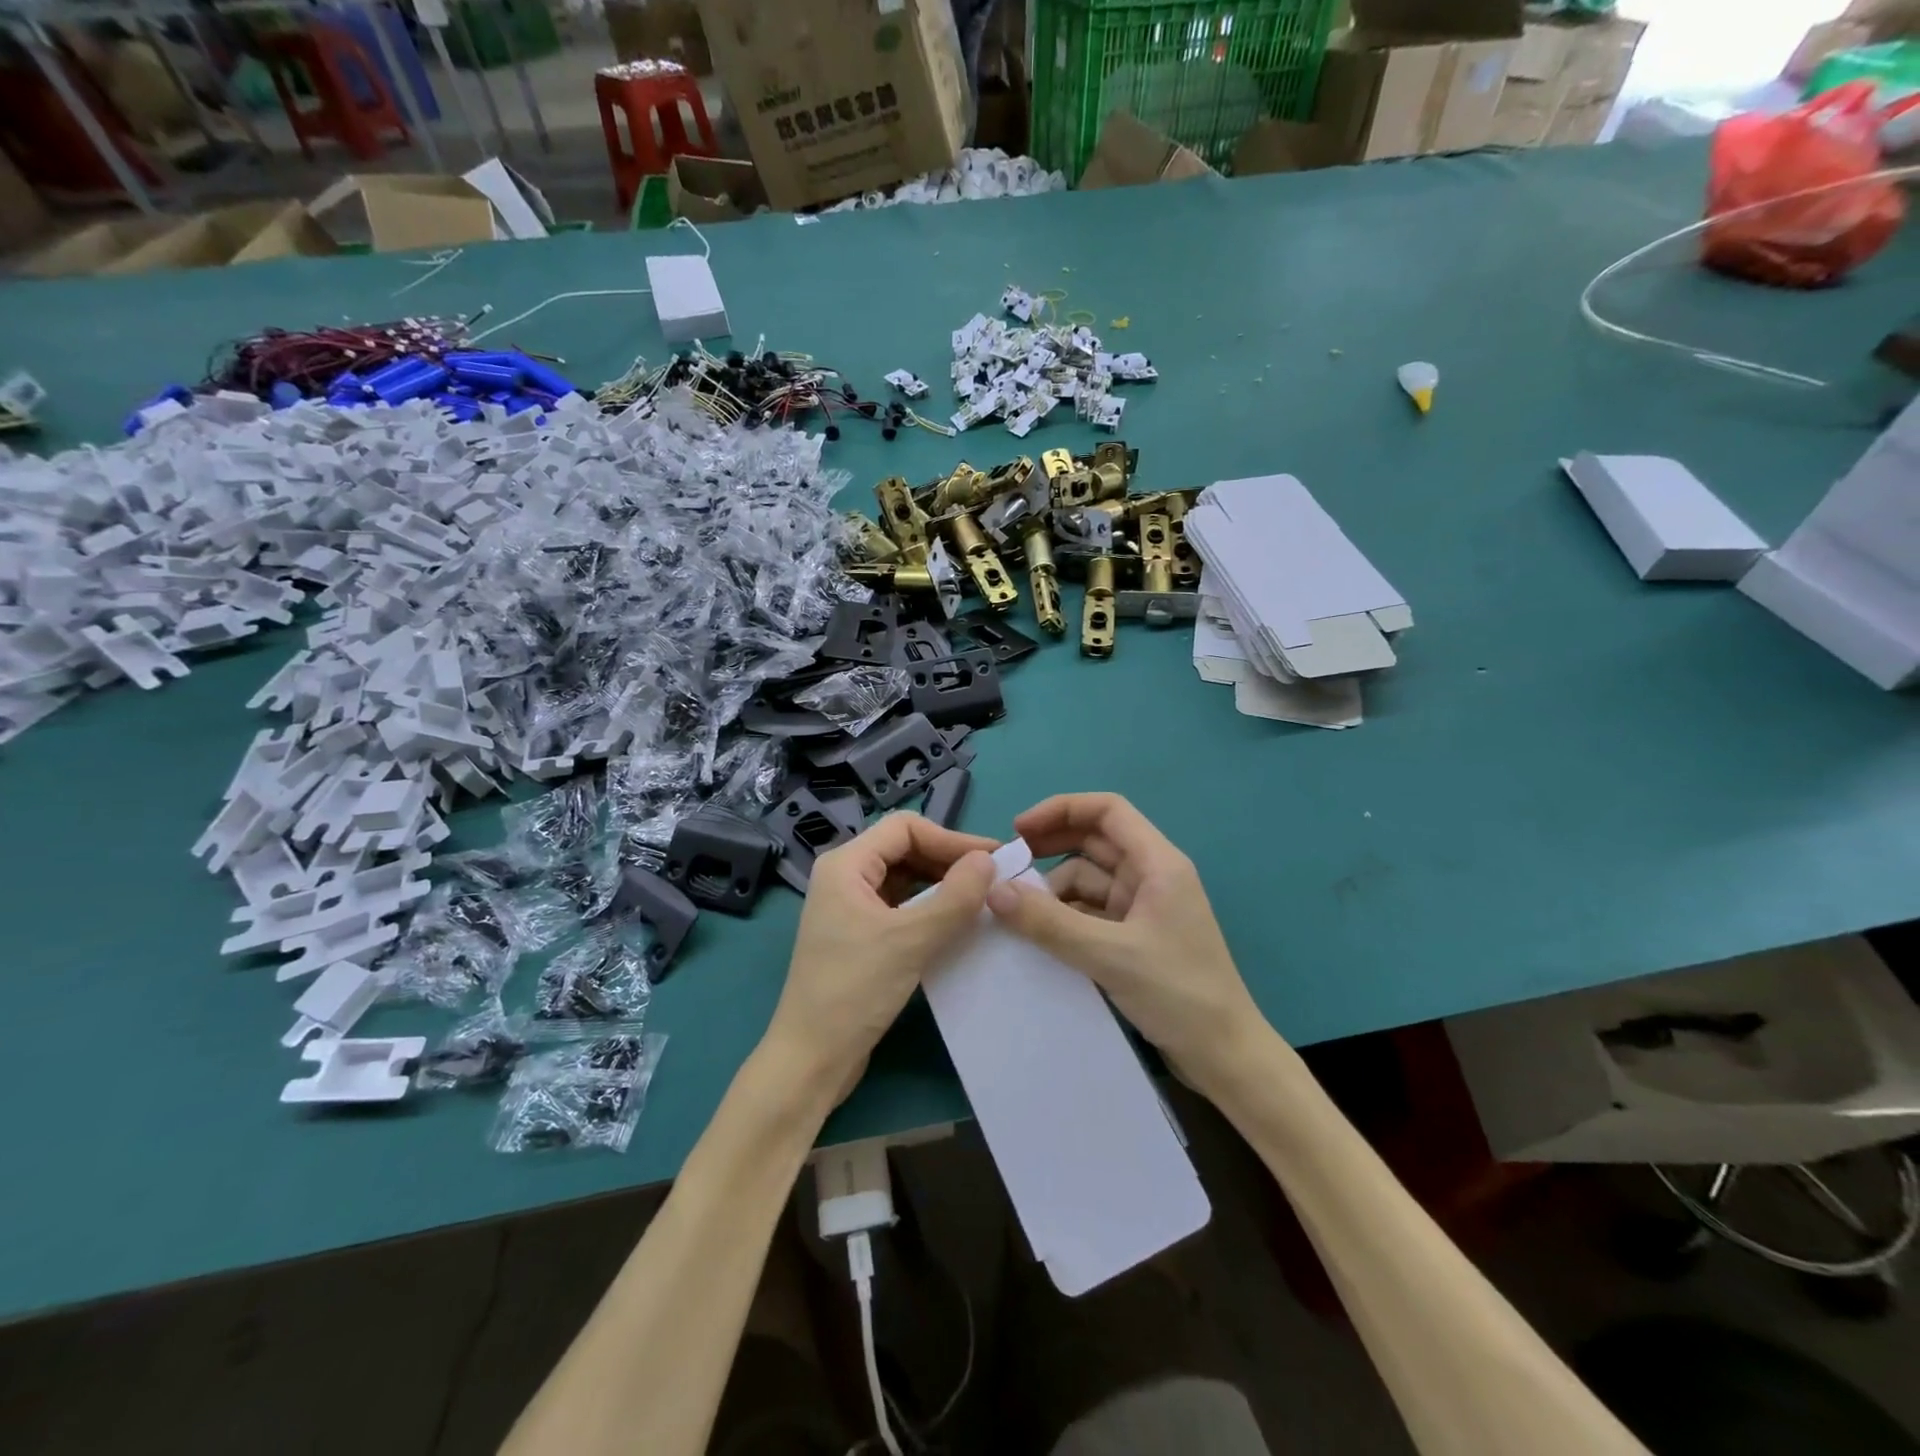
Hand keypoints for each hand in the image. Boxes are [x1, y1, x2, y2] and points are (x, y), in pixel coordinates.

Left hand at [765, 813, 997, 1101]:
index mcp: (845, 865)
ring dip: (942, 885)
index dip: (951, 838)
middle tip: (994, 879)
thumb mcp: (910, 941)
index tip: (992, 858)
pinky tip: (957, 923)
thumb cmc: (854, 991)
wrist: (811, 1059)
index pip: (905, 828)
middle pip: (905, 850)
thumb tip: (989, 861)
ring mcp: (851, 907)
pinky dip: (929, 909)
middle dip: (949, 860)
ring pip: (905, 879)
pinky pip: (901, 907)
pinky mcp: (860, 935)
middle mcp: (845, 877)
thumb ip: (954, 897)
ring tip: (981, 899)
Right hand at [985, 793, 1268, 1098]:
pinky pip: (1091, 912)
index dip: (1062, 809)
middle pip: (1095, 841)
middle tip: (1007, 865)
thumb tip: (993, 892)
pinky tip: (1039, 934)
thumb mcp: (1109, 955)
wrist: (1224, 1056)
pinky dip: (1064, 916)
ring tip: (1016, 911)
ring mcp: (1143, 907)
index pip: (1107, 810)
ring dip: (1054, 888)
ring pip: (1088, 879)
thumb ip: (1049, 922)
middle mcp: (1151, 876)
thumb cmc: (1178, 993)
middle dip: (1051, 846)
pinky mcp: (1135, 937)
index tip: (1019, 830)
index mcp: (1158, 863)